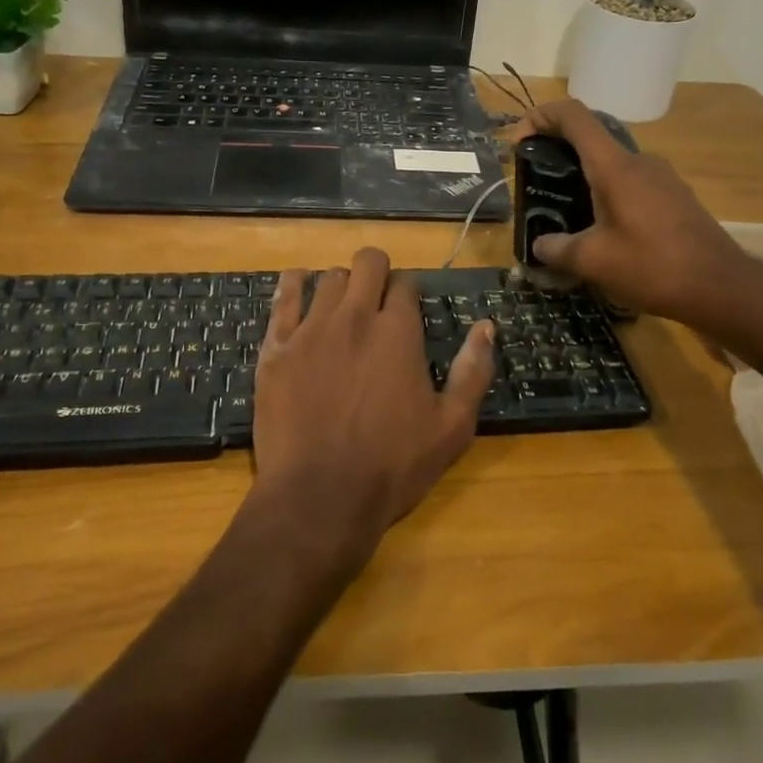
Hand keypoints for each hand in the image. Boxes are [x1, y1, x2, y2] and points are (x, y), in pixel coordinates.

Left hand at [251, 247, 496, 568]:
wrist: (319, 498)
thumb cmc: (392, 465)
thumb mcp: (452, 427)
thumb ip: (473, 371)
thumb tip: (487, 326)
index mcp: (398, 331)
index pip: (405, 284)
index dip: (408, 293)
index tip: (407, 311)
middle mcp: (354, 316)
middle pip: (367, 263)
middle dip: (377, 272)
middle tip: (376, 298)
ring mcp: (311, 328)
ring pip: (327, 277)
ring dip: (340, 284)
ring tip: (341, 306)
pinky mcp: (276, 346)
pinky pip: (283, 296)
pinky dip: (294, 285)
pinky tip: (298, 287)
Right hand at [518, 100, 762, 338]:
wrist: (722, 287)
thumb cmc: (652, 266)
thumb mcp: (593, 261)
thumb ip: (557, 249)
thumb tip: (539, 246)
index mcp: (614, 166)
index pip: (574, 116)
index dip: (542, 116)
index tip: (521, 140)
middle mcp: (639, 161)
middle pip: (591, 139)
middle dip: (559, 153)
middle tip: (539, 185)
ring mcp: (662, 177)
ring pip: (612, 164)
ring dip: (585, 178)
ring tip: (568, 213)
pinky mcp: (675, 197)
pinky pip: (632, 183)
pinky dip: (609, 194)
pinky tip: (605, 230)